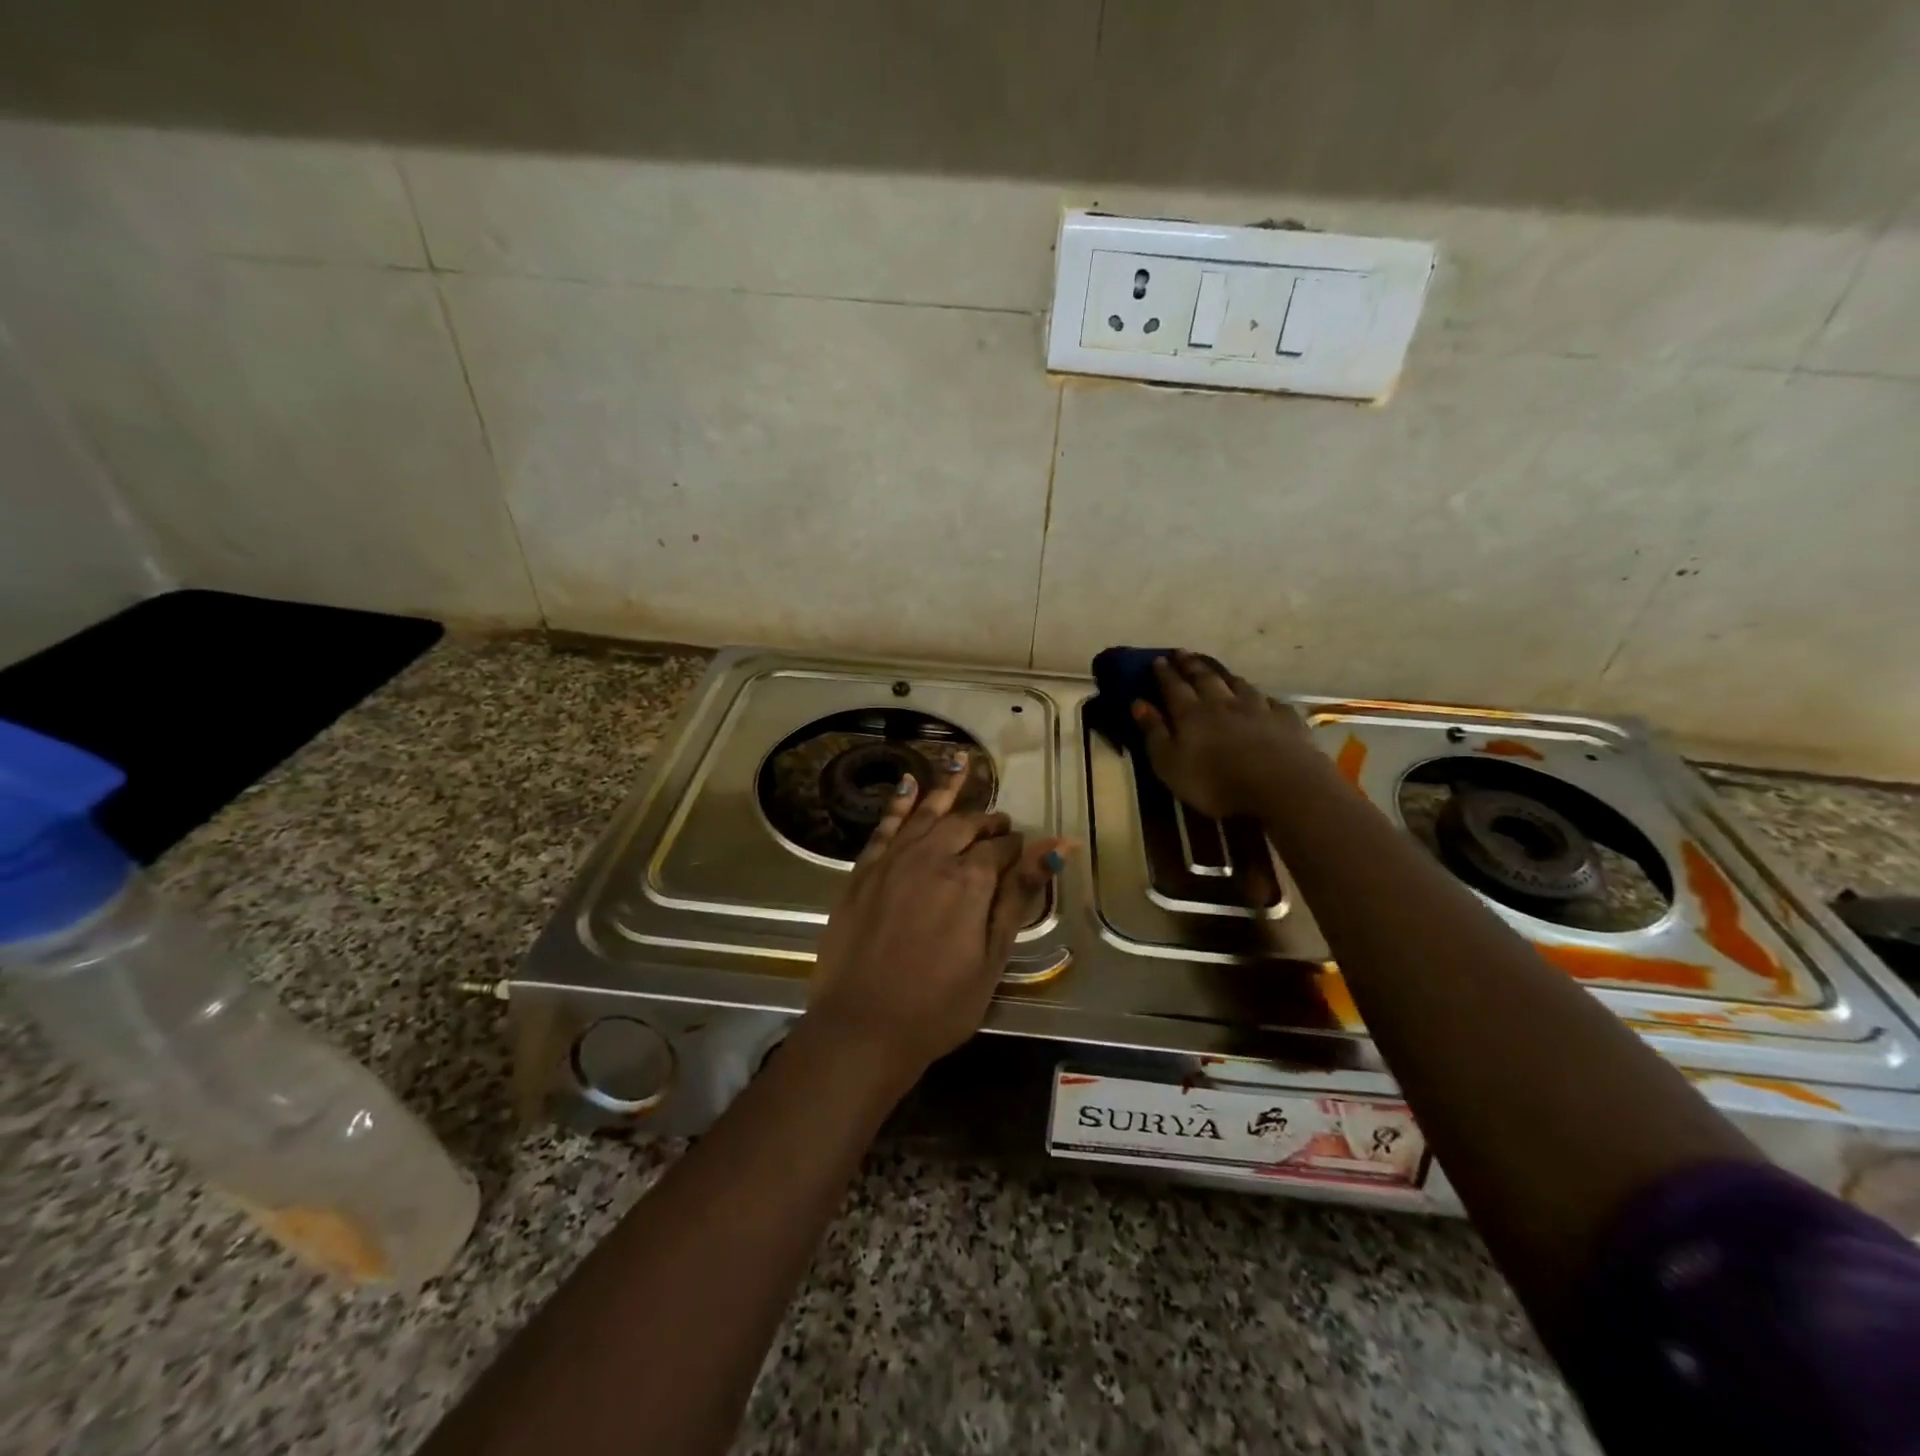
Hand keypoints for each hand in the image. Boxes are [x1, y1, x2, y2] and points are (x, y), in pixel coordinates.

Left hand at [808, 753, 1064, 1090]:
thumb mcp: (992, 957)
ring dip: (948, 790)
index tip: (1023, 849)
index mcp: (970, 880)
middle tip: (999, 822)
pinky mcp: (864, 871)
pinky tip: (909, 782)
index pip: (1000, 848)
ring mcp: (894, 860)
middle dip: (987, 820)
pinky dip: (899, 802)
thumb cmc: (939, 1005)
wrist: (862, 1027)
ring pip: (927, 813)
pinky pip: (885, 825)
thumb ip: (1019, 896)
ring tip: (964, 765)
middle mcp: (932, 857)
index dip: (1015, 846)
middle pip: (965, 825)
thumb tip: (1057, 848)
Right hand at [1132, 652, 1313, 818]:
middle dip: (1191, 665)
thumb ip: (1154, 732)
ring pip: (1239, 685)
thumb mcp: (1170, 764)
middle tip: (1183, 652)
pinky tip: (1263, 698)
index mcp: (1191, 714)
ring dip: (1225, 675)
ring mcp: (1258, 709)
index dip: (1165, 674)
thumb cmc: (1214, 782)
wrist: (1280, 787)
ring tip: (1217, 669)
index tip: (1158, 659)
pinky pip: (1271, 702)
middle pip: (1205, 678)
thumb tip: (1138, 703)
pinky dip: (1262, 697)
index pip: (1174, 687)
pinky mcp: (1286, 720)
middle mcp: (1223, 703)